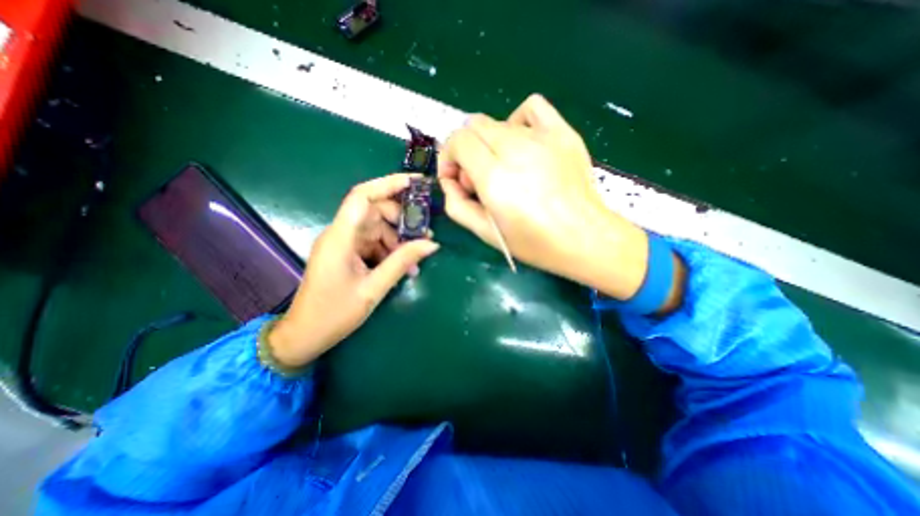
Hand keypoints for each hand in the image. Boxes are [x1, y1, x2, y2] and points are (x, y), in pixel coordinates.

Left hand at [267, 176, 439, 368]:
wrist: (305, 335)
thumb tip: (431, 244)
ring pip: (377, 229)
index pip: (362, 197)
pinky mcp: (347, 254)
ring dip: (398, 240)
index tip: (414, 183)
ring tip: (417, 257)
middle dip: (401, 220)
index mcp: (341, 238)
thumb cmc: (335, 313)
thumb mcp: (374, 288)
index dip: (387, 184)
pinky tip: (403, 267)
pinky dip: (390, 251)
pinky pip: (373, 243)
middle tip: (425, 233)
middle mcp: (341, 234)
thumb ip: (402, 262)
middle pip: (374, 212)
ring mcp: (344, 244)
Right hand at [438, 94, 645, 299]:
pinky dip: (517, 121)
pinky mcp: (562, 133)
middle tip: (478, 179)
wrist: (584, 237)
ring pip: (497, 123)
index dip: (448, 157)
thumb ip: (456, 205)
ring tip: (502, 168)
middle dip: (466, 151)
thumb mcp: (485, 233)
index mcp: (495, 177)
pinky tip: (521, 144)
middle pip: (474, 127)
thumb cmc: (534, 242)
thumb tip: (450, 180)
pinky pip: (531, 108)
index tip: (455, 178)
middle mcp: (516, 149)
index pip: (458, 141)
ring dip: (488, 143)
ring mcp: (542, 137)